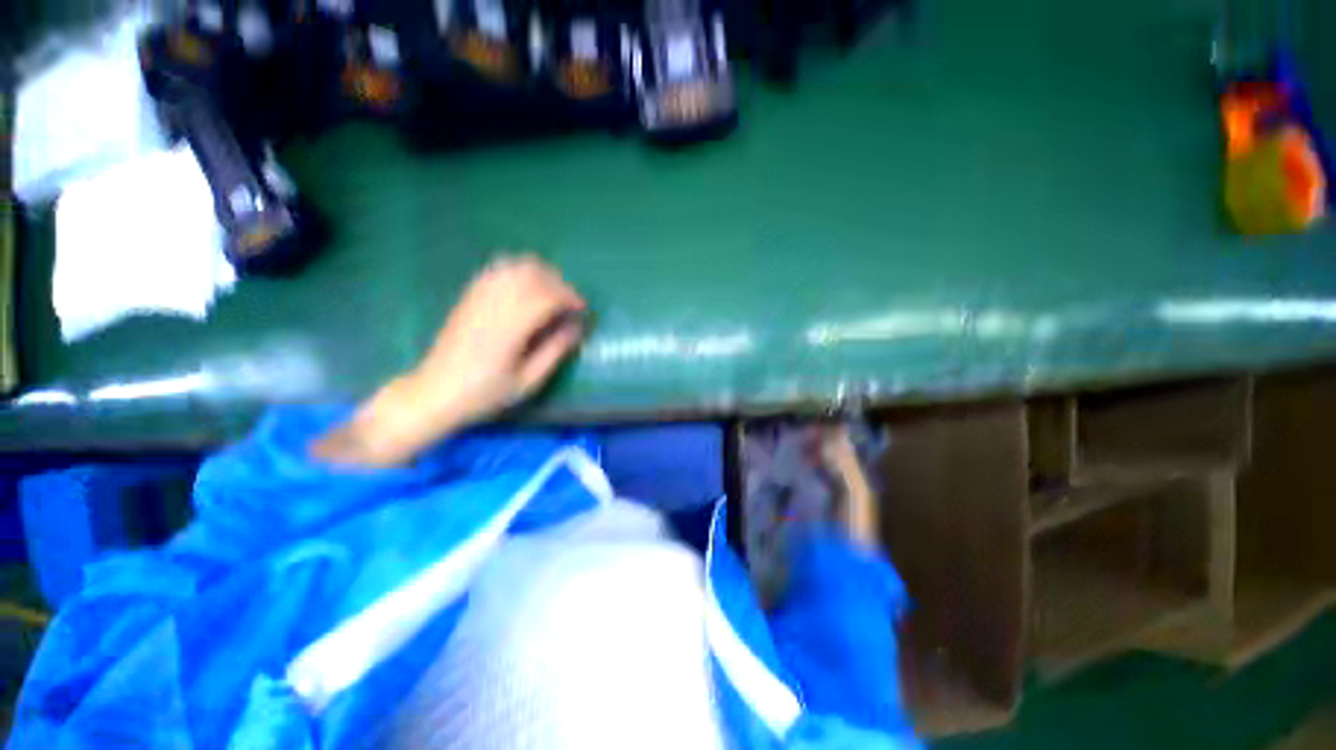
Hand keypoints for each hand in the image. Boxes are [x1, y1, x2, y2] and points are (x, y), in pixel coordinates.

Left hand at [312, 255, 586, 465]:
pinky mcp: (469, 296)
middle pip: (533, 274)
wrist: (435, 393)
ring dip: (541, 274)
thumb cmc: (485, 394)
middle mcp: (493, 304)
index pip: (546, 296)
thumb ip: (555, 351)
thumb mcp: (528, 381)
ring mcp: (478, 296)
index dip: (570, 298)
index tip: (582, 310)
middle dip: (559, 284)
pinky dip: (519, 272)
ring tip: (551, 295)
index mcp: (510, 327)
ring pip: (515, 266)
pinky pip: (498, 270)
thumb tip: (577, 327)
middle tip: (570, 304)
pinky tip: (526, 289)